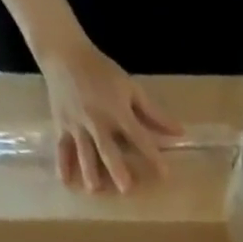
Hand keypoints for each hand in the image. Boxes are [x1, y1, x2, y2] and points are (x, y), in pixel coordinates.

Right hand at [36, 36, 181, 192]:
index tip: (165, 175)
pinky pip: (62, 147)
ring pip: (84, 151)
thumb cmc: (102, 71)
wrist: (62, 51)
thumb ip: (154, 113)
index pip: (139, 137)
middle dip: (116, 168)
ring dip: (89, 170)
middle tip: (125, 189)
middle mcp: (97, 120)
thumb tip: (180, 133)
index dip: (153, 156)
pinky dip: (63, 163)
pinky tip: (66, 182)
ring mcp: (77, 124)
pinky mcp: (61, 124)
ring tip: (94, 190)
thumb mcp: (131, 88)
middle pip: (107, 148)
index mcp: (117, 111)